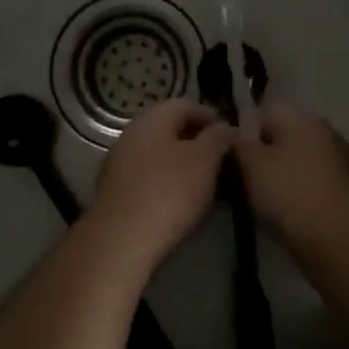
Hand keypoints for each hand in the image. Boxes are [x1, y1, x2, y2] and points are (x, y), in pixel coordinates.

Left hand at [87, 99, 234, 270]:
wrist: (120, 243)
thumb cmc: (168, 193)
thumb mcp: (204, 161)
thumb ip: (218, 138)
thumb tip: (225, 127)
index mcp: (151, 119)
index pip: (186, 104)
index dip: (211, 116)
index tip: (232, 135)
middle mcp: (131, 135)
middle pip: (170, 130)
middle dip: (197, 142)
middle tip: (222, 161)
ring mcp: (119, 165)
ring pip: (159, 155)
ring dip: (183, 165)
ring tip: (207, 185)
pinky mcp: (116, 194)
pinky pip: (148, 178)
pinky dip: (168, 184)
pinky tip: (183, 203)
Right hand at [234, 103, 348, 239]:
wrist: (338, 238)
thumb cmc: (289, 192)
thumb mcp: (250, 164)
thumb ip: (238, 144)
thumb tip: (233, 133)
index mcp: (300, 117)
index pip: (263, 113)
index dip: (244, 135)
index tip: (231, 159)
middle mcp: (323, 130)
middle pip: (282, 138)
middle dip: (263, 157)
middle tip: (241, 184)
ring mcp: (338, 160)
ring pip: (297, 162)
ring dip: (281, 177)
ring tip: (261, 204)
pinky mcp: (346, 189)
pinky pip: (311, 183)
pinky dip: (298, 194)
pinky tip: (285, 215)